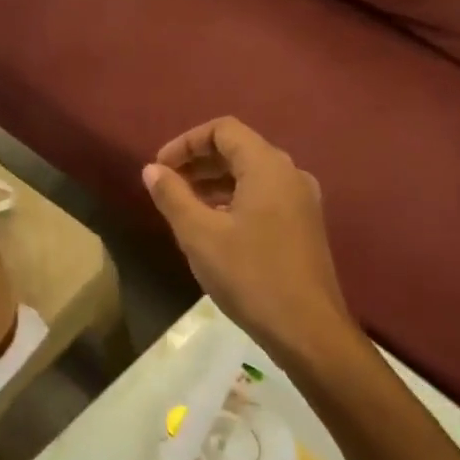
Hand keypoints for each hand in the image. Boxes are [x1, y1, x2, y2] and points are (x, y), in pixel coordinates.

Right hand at [142, 118, 353, 358]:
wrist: (308, 329)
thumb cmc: (250, 276)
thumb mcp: (199, 235)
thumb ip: (172, 196)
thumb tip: (152, 170)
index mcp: (268, 167)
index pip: (223, 130)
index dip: (186, 142)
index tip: (159, 168)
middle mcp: (290, 174)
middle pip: (238, 149)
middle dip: (198, 162)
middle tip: (166, 185)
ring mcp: (301, 201)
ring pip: (251, 175)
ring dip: (214, 182)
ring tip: (182, 206)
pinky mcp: (304, 225)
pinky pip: (264, 197)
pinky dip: (234, 200)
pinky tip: (213, 227)